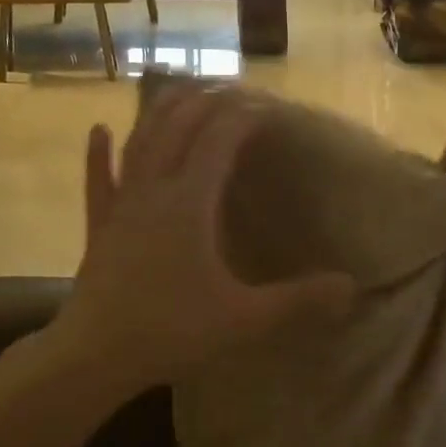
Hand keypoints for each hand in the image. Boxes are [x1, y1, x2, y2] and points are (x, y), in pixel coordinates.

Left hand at [53, 89, 354, 394]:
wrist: (95, 356)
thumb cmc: (171, 332)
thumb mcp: (245, 319)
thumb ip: (298, 300)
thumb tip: (351, 286)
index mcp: (190, 203)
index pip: (220, 140)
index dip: (244, 117)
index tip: (269, 108)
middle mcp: (154, 190)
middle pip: (179, 127)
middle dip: (207, 102)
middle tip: (233, 90)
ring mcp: (121, 206)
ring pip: (140, 143)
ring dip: (161, 112)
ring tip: (180, 90)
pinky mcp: (99, 227)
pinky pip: (98, 180)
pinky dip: (98, 154)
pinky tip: (98, 131)